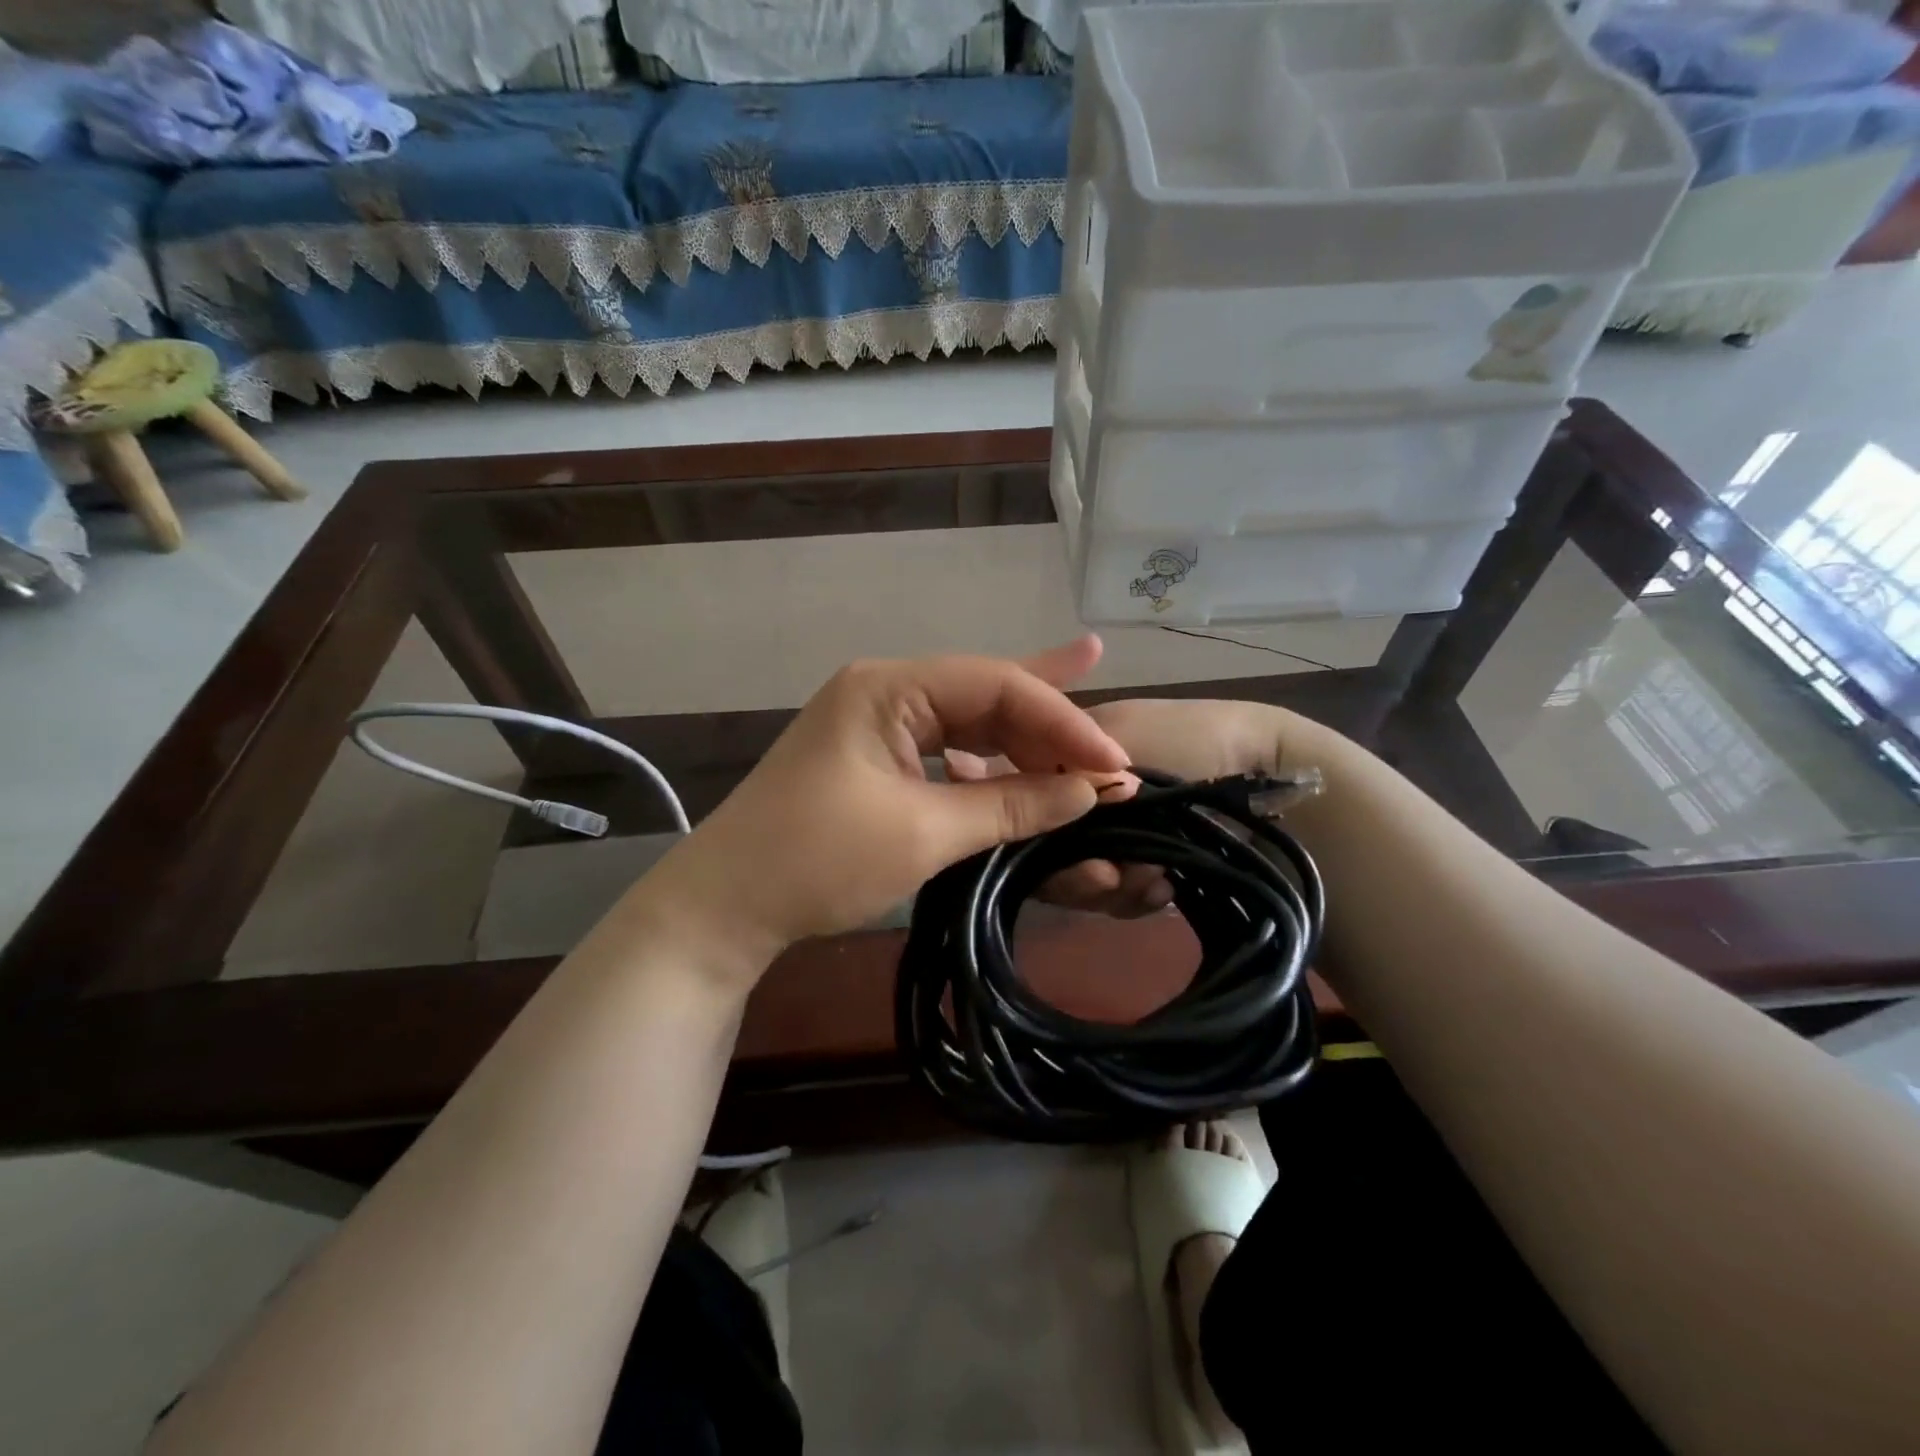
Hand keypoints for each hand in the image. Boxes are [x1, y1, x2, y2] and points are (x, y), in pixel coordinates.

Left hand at [640, 636, 1133, 982]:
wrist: (724, 909)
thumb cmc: (815, 861)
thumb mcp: (922, 833)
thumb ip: (1010, 805)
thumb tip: (1091, 791)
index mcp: (888, 686)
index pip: (995, 685)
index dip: (1061, 721)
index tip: (1115, 764)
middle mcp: (886, 690)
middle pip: (987, 696)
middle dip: (1049, 726)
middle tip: (1112, 752)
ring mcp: (880, 724)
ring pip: (972, 723)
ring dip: (1025, 744)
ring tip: (1089, 751)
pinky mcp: (878, 759)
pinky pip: (950, 752)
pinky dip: (991, 766)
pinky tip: (1031, 769)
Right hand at [948, 698, 1328, 916]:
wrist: (1272, 773)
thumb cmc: (1191, 740)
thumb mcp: (1119, 739)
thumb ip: (1048, 764)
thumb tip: (961, 769)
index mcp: (1061, 763)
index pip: (1014, 805)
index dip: (1017, 833)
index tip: (1035, 852)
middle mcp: (1074, 803)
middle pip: (1042, 855)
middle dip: (1075, 871)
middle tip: (1113, 876)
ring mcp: (1107, 838)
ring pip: (1076, 882)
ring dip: (1113, 887)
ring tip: (1154, 879)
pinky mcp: (1137, 867)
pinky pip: (1115, 899)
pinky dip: (1138, 898)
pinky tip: (1163, 888)